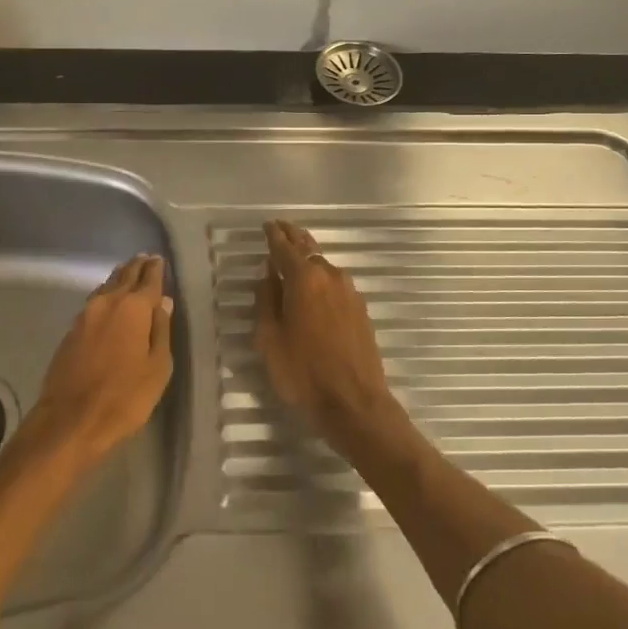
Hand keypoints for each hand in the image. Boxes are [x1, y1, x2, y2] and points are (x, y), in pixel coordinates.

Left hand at [29, 254, 174, 469]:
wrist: (70, 420)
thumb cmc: (125, 397)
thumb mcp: (157, 367)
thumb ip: (161, 330)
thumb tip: (164, 301)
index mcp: (133, 308)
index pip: (149, 279)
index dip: (156, 269)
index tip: (159, 259)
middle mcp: (107, 302)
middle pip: (124, 276)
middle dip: (137, 267)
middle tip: (146, 258)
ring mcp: (85, 315)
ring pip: (106, 286)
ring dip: (119, 278)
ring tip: (129, 273)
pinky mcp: (71, 330)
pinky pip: (94, 302)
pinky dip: (106, 294)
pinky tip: (109, 300)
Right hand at [254, 220, 406, 456]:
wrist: (355, 404)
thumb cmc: (303, 373)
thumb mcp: (270, 339)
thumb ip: (267, 301)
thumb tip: (269, 275)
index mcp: (304, 279)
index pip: (284, 247)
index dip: (273, 235)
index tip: (267, 225)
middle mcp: (329, 276)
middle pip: (308, 248)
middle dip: (293, 236)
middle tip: (281, 228)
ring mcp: (349, 292)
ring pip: (324, 265)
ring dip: (308, 257)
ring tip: (295, 256)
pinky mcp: (361, 309)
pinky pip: (335, 283)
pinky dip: (321, 277)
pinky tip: (315, 286)